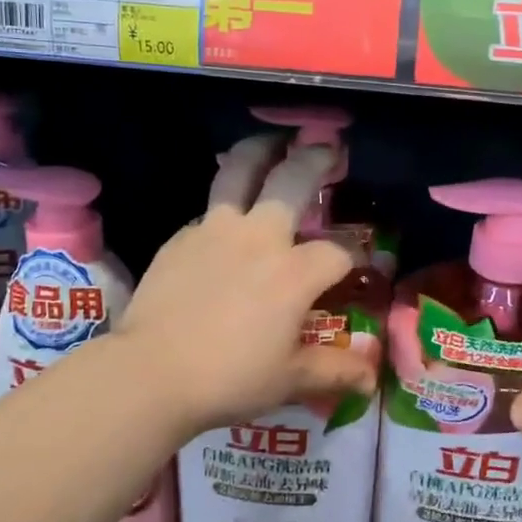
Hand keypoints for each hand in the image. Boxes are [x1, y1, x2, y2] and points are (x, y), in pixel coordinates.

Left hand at [113, 135, 375, 435]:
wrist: (150, 373)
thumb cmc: (229, 378)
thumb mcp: (289, 379)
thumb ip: (334, 371)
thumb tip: (371, 379)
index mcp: (294, 272)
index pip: (337, 252)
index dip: (354, 255)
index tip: (357, 265)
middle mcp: (259, 238)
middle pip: (292, 180)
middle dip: (316, 160)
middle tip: (327, 148)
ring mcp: (216, 231)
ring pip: (239, 172)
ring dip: (261, 151)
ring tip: (272, 142)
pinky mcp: (181, 238)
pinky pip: (209, 211)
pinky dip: (225, 206)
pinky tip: (225, 223)